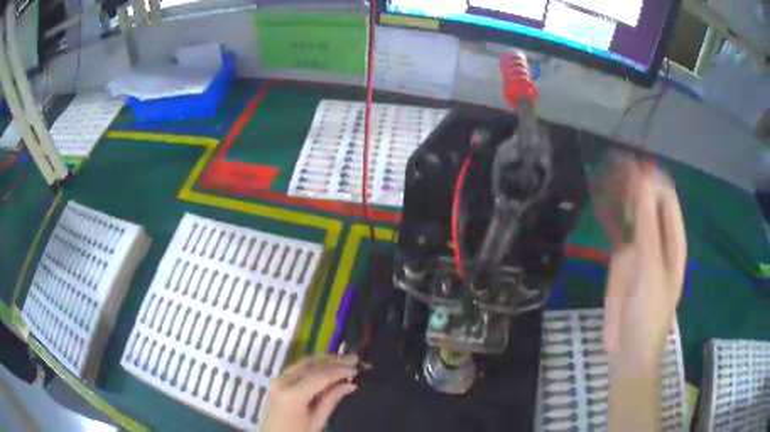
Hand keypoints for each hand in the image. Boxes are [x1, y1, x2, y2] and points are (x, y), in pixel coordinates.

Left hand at [262, 354, 358, 431]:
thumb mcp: (317, 422)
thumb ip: (331, 401)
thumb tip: (350, 384)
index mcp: (293, 395)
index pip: (320, 376)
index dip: (339, 370)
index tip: (357, 368)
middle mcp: (283, 382)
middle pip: (311, 365)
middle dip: (333, 361)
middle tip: (354, 358)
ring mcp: (278, 381)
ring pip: (303, 363)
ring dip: (324, 360)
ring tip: (343, 359)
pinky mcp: (278, 382)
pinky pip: (297, 368)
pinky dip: (314, 365)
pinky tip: (326, 366)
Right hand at [595, 158, 686, 363]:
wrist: (628, 348)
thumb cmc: (648, 311)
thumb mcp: (651, 267)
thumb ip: (648, 225)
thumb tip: (644, 180)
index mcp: (673, 239)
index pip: (666, 197)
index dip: (651, 179)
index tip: (629, 165)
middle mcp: (658, 238)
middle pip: (649, 200)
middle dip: (634, 182)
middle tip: (610, 164)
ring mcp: (640, 247)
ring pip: (632, 212)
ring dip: (621, 193)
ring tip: (602, 172)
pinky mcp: (622, 259)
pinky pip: (618, 230)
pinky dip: (610, 214)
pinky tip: (600, 199)